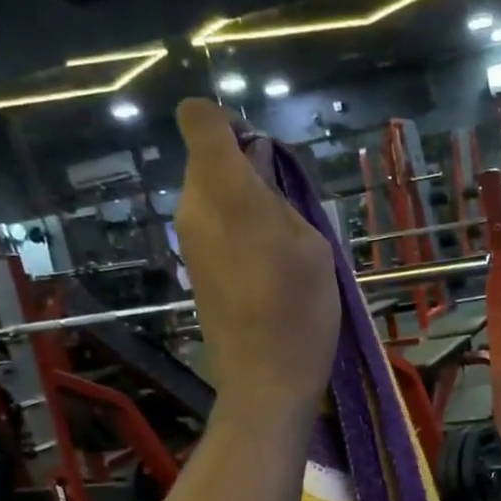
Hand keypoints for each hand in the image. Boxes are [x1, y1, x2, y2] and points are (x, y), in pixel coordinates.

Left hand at [173, 99, 340, 424]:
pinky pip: (213, 227)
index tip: (266, 155)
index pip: (200, 118)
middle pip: (208, 159)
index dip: (231, 122)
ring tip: (285, 245)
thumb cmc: (300, 311)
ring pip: (212, 194)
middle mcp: (193, 207)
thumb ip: (281, 196)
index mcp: (223, 190)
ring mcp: (189, 240)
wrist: (265, 382)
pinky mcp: (194, 268)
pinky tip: (268, 268)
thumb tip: (259, 167)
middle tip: (290, 209)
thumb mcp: (311, 244)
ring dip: (246, 203)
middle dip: (247, 168)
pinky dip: (238, 231)